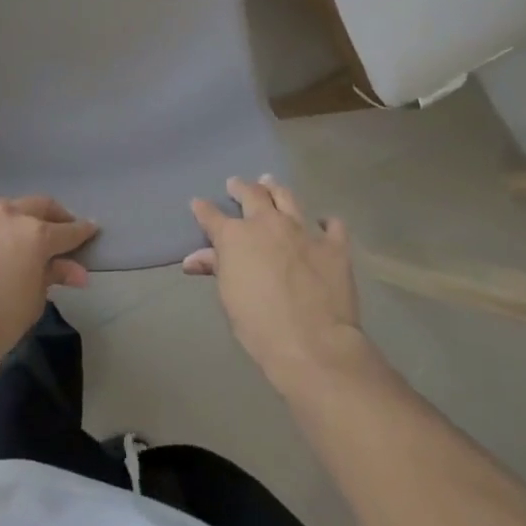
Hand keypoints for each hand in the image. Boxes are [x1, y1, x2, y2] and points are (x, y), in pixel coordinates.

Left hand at [0, 196, 96, 373]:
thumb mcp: (34, 302)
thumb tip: (76, 271)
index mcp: (34, 233)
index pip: (67, 229)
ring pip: (3, 211)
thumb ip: (54, 276)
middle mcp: (5, 217)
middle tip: (60, 229)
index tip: (92, 229)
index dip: (83, 231)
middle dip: (54, 215)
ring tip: (20, 239)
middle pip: (38, 205)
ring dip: (17, 220)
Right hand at [187, 176, 372, 394]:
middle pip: (251, 194)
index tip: (198, 203)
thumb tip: (192, 259)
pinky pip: (332, 225)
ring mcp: (303, 230)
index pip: (212, 215)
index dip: (203, 209)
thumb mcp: (228, 296)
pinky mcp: (333, 245)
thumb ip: (215, 269)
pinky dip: (326, 223)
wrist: (312, 342)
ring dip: (276, 189)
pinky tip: (325, 224)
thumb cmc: (258, 324)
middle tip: (236, 184)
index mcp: (235, 236)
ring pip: (287, 198)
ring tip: (270, 183)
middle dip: (241, 187)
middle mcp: (267, 223)